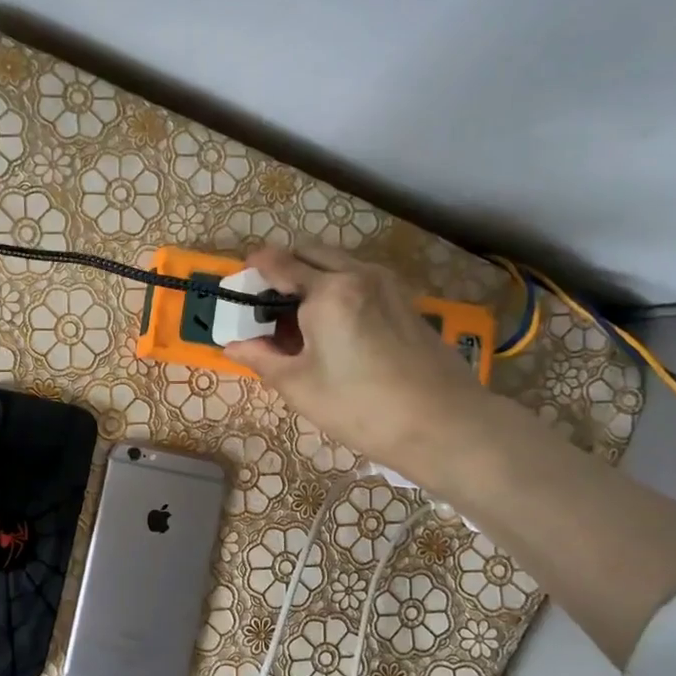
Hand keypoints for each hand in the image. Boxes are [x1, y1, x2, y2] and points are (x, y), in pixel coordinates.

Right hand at [224, 244, 490, 486]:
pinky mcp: (404, 301)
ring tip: (297, 319)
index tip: (238, 283)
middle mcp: (358, 274)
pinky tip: (332, 327)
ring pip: (338, 263)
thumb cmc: (360, 407)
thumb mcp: (299, 386)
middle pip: (310, 252)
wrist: (443, 423)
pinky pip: (359, 279)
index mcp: (327, 291)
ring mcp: (387, 284)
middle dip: (283, 268)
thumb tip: (232, 345)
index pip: (279, 263)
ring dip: (312, 276)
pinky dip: (337, 287)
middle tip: (266, 303)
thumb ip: (261, 358)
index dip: (253, 269)